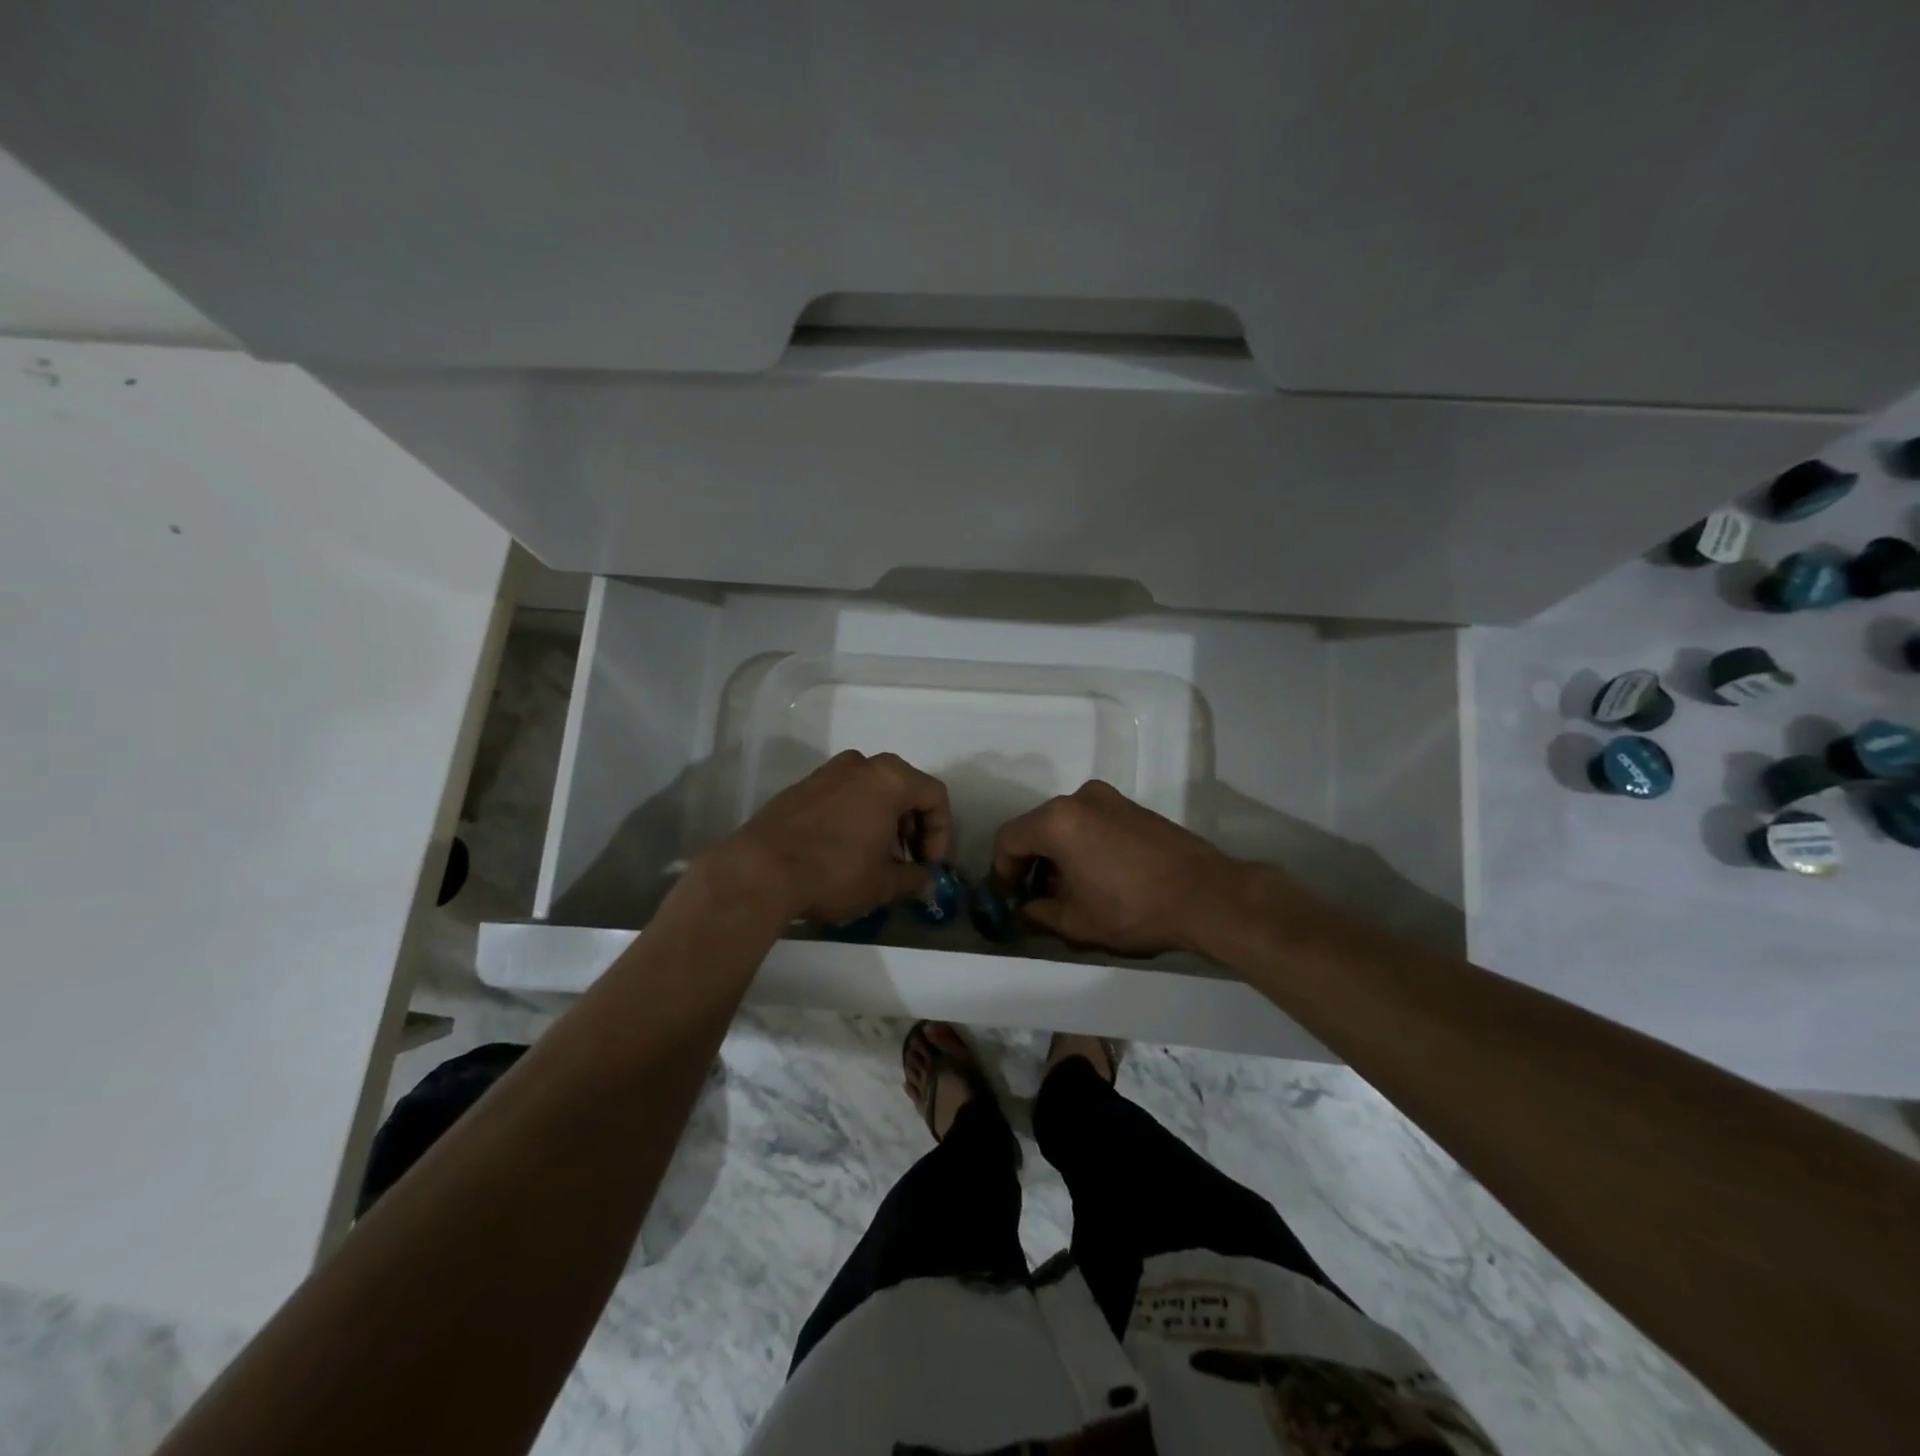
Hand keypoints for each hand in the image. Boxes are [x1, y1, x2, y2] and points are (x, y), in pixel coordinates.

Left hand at [721, 750, 952, 924]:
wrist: (760, 870)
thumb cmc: (835, 871)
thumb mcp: (883, 883)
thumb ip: (914, 879)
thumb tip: (927, 883)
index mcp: (890, 778)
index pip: (935, 796)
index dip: (942, 833)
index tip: (931, 865)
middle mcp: (861, 765)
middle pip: (904, 789)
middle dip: (914, 827)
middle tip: (909, 862)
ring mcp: (827, 772)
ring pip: (871, 792)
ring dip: (885, 822)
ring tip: (878, 860)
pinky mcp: (801, 787)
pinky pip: (843, 797)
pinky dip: (855, 818)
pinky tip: (846, 852)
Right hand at [990, 780, 1236, 955]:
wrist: (1206, 895)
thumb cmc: (1132, 908)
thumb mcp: (1076, 922)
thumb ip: (1039, 914)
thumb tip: (1025, 910)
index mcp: (1057, 820)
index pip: (1009, 839)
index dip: (1001, 870)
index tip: (1006, 898)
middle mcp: (1079, 798)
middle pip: (1036, 827)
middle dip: (1029, 862)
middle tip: (1033, 897)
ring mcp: (1110, 799)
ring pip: (1065, 824)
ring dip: (1056, 854)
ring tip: (1067, 890)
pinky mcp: (1134, 808)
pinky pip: (1091, 822)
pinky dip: (1082, 844)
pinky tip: (1096, 876)